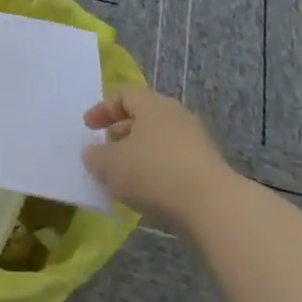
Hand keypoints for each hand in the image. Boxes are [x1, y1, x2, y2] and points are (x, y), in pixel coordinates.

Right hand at [82, 86, 234, 229]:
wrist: (212, 206)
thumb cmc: (153, 173)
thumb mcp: (109, 165)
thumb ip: (95, 156)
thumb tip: (92, 153)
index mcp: (153, 104)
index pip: (125, 95)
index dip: (103, 109)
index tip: (88, 127)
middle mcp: (177, 116)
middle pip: (145, 116)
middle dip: (122, 131)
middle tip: (106, 147)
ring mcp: (196, 142)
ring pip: (160, 140)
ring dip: (139, 153)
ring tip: (124, 173)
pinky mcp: (208, 168)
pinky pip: (174, 161)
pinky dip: (157, 170)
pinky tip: (147, 190)